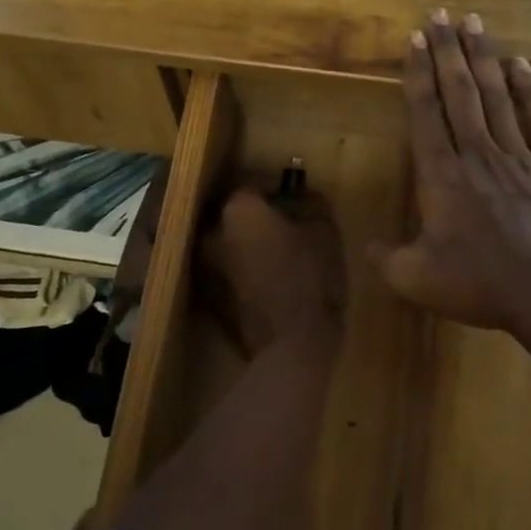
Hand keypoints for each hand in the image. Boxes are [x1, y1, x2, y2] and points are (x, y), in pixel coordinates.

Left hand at [204, 187, 345, 355]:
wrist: (291, 346)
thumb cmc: (311, 279)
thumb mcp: (325, 233)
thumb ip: (313, 205)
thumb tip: (306, 195)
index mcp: (238, 210)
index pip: (252, 182)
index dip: (275, 187)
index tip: (293, 194)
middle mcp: (212, 232)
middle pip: (234, 213)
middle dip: (256, 215)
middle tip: (285, 222)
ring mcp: (205, 267)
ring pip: (228, 242)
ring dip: (247, 242)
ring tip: (276, 251)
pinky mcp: (209, 296)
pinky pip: (227, 269)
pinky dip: (242, 267)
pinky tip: (268, 276)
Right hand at [373, 12, 530, 340]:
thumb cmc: (479, 285)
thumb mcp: (417, 280)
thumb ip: (387, 260)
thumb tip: (368, 248)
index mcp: (442, 177)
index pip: (425, 114)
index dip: (418, 74)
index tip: (415, 39)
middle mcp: (478, 155)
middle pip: (460, 93)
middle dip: (447, 51)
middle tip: (440, 14)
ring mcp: (519, 158)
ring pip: (497, 97)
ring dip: (483, 58)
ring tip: (474, 23)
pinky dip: (529, 92)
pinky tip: (521, 65)